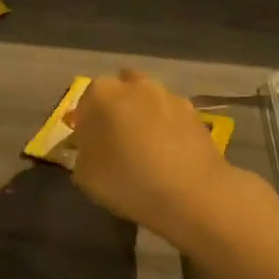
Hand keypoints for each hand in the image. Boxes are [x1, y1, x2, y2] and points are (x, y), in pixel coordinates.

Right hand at [67, 70, 238, 242]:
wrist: (191, 193)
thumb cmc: (127, 180)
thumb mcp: (85, 176)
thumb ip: (83, 155)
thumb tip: (91, 150)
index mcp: (101, 94)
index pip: (86, 102)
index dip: (86, 123)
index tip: (89, 145)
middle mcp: (134, 85)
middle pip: (119, 92)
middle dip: (116, 110)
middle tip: (116, 141)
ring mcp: (168, 95)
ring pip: (148, 101)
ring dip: (144, 116)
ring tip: (147, 149)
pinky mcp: (195, 112)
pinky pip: (172, 117)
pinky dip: (168, 129)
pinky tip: (170, 155)